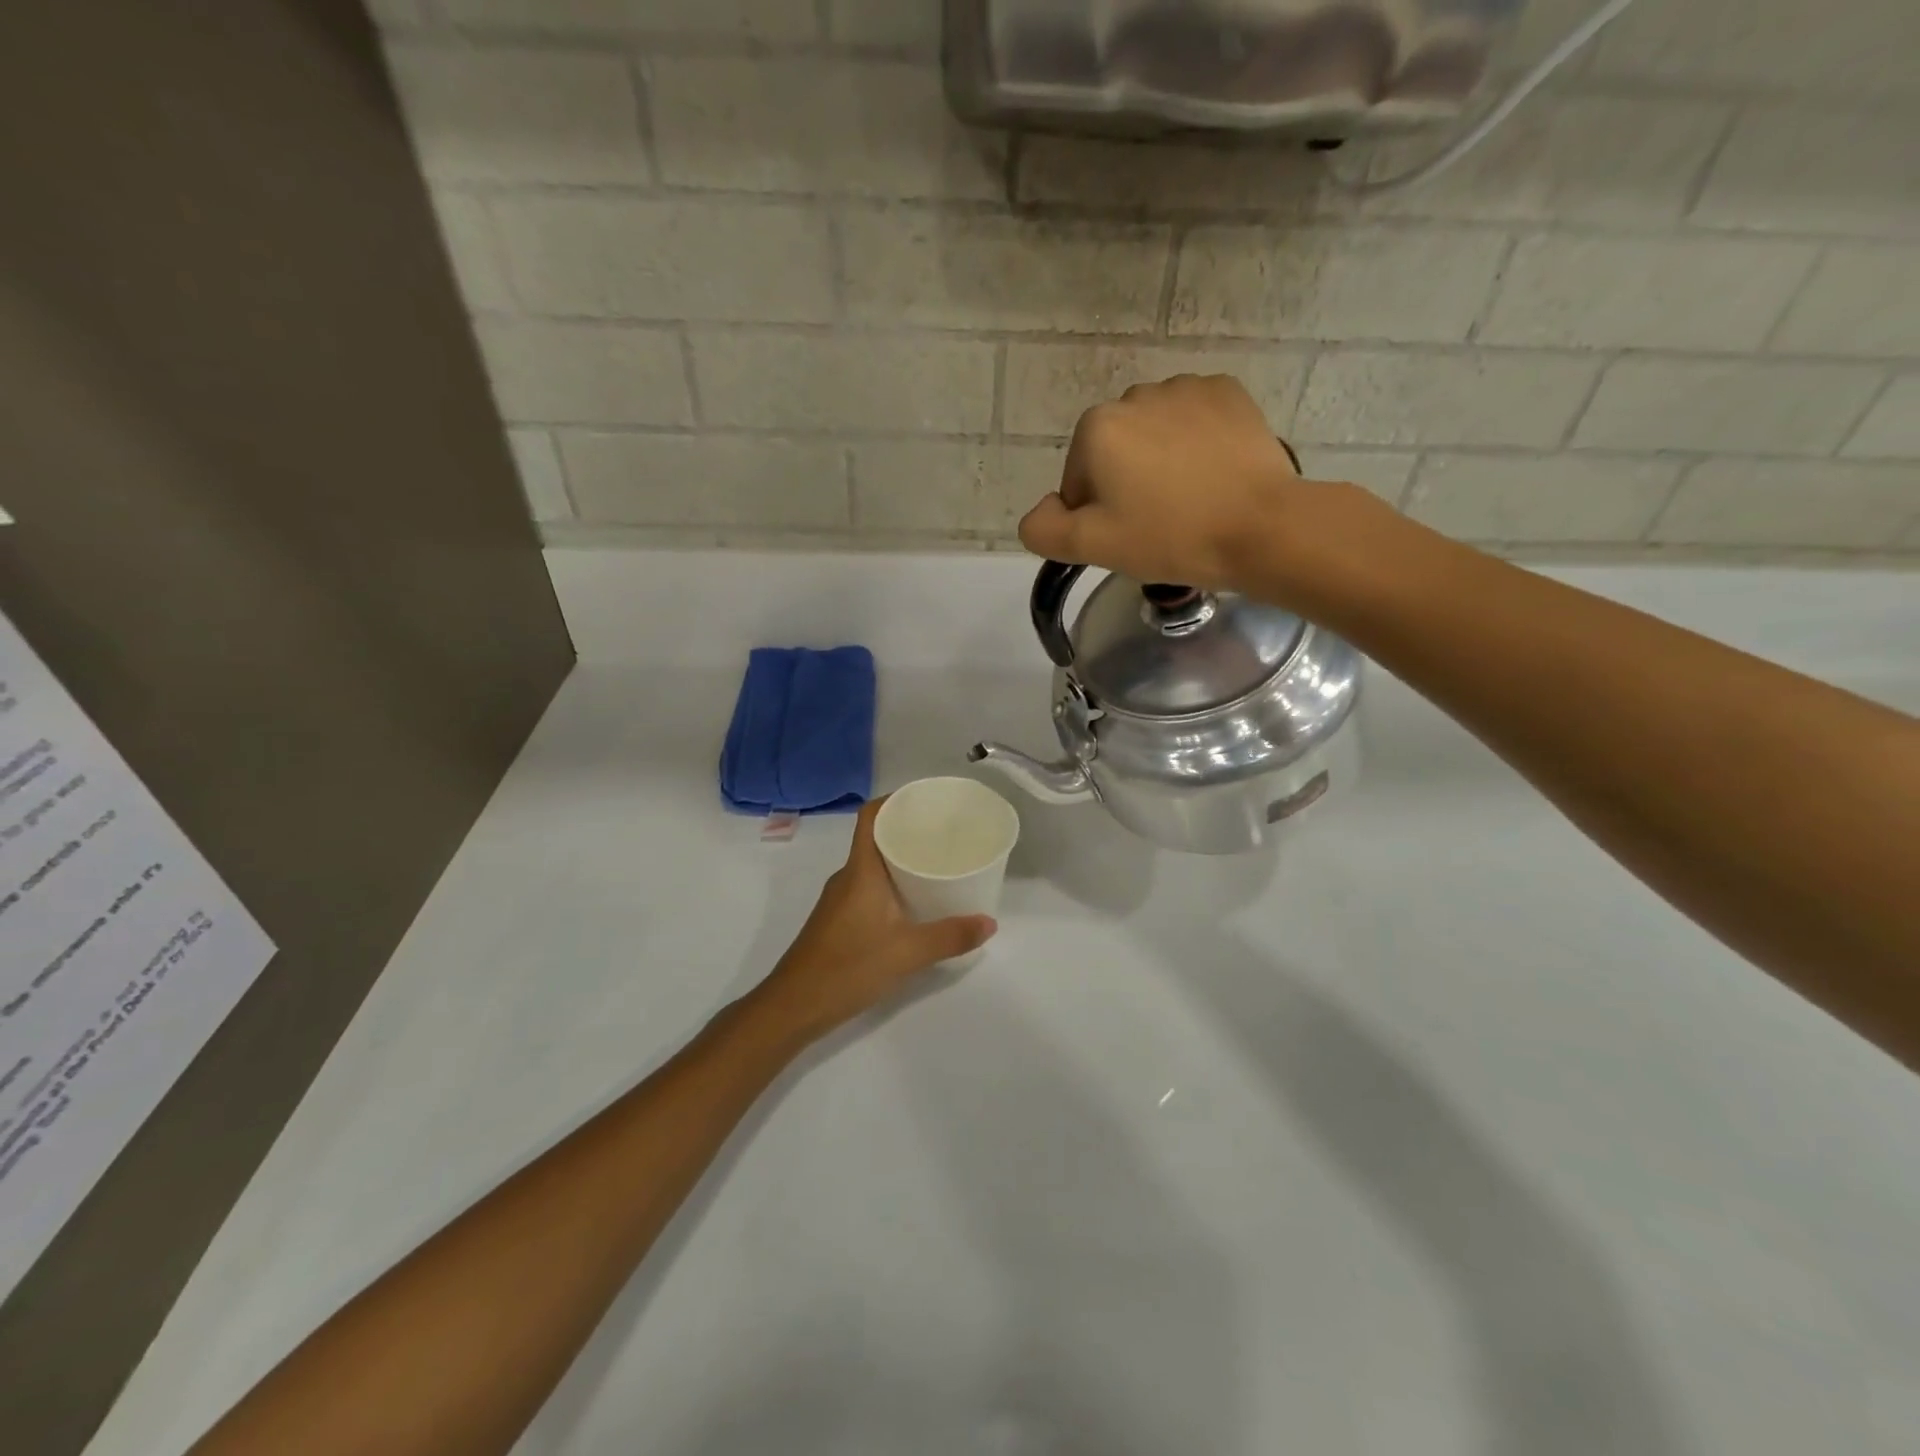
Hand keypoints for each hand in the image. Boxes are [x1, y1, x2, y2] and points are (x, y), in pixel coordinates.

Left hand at [752, 798, 995, 1043]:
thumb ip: (950, 936)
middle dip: (909, 831)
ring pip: (873, 866)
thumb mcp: (908, 953)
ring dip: (901, 860)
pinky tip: (915, 903)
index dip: (895, 800)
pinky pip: (869, 888)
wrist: (794, 1006)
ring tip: (938, 865)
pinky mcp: (839, 921)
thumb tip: (989, 922)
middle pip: (876, 838)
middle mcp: (848, 877)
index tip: (926, 800)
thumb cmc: (848, 967)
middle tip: (946, 834)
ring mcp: (840, 900)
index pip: (871, 816)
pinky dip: (892, 885)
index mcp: (861, 870)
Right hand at [1017, 373, 1356, 594]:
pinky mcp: (1228, 392)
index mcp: (1097, 429)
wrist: (1261, 527)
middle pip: (1115, 452)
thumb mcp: (1093, 546)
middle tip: (1158, 522)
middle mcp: (1135, 395)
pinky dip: (1196, 443)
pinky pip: (1194, 420)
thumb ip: (1044, 530)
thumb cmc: (1170, 537)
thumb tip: (1040, 512)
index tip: (1127, 536)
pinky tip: (1214, 475)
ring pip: (1154, 434)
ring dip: (1160, 461)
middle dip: (1126, 483)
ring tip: (1190, 500)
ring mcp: (1186, 388)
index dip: (1096, 515)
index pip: (1077, 481)